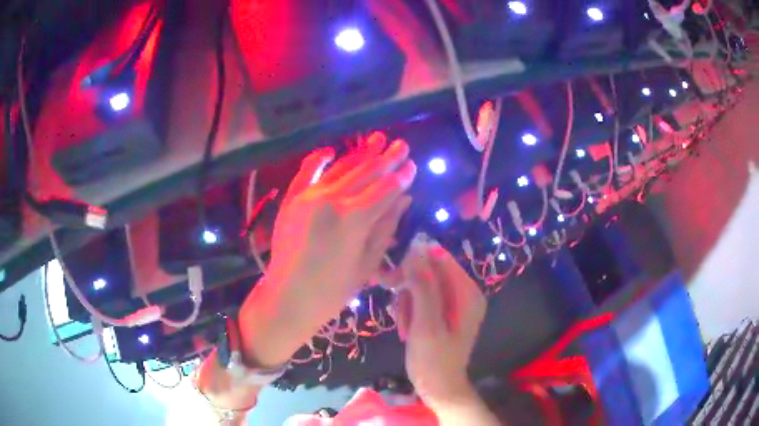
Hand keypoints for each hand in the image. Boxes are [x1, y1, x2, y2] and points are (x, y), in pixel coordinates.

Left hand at [238, 132, 415, 367]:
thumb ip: (386, 227)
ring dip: (360, 153)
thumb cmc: (332, 291)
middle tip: (401, 144)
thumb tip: (404, 198)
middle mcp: (331, 200)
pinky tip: (331, 150)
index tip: (413, 164)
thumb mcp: (367, 263)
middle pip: (366, 173)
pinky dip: (319, 159)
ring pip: (341, 168)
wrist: (288, 298)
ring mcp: (308, 196)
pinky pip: (307, 172)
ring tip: (377, 139)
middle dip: (386, 158)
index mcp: (354, 219)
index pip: (385, 189)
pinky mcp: (292, 199)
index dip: (402, 176)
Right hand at [395, 236, 487, 409]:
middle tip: (395, 302)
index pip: (440, 259)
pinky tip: (406, 327)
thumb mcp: (426, 324)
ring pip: (423, 285)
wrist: (439, 388)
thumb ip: (422, 287)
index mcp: (467, 292)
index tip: (393, 277)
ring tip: (403, 324)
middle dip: (409, 286)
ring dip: (407, 300)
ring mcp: (456, 303)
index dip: (415, 263)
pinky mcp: (445, 313)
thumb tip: (416, 250)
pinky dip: (411, 309)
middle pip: (431, 271)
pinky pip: (424, 298)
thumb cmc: (433, 360)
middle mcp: (465, 293)